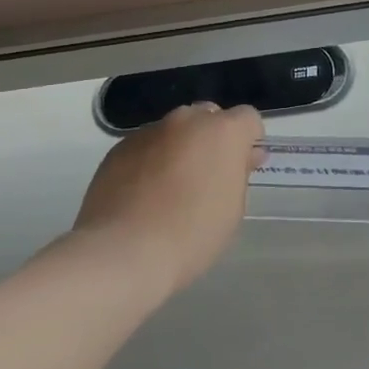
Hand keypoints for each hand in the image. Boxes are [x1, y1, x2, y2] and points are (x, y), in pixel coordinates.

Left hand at [74, 102, 264, 295]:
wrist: (124, 251)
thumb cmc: (192, 234)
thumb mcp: (233, 208)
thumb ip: (238, 173)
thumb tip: (242, 157)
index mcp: (223, 131)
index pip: (248, 118)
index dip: (248, 141)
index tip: (242, 167)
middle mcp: (186, 120)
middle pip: (208, 116)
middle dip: (212, 138)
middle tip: (207, 176)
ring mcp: (150, 131)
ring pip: (174, 131)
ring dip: (179, 148)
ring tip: (169, 189)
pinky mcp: (119, 148)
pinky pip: (146, 146)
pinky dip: (150, 161)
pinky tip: (142, 195)